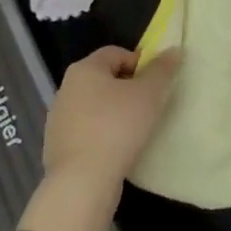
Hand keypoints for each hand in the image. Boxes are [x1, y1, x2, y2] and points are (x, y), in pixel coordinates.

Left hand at [41, 45, 182, 200]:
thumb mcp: (149, 94)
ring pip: (94, 107)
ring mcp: (58, 119)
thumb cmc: (118, 127)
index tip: (156, 84)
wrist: (82, 181)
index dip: (140, 63)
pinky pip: (87, 131)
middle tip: (149, 106)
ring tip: (136, 131)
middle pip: (104, 79)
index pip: (116, 53)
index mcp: (84, 69)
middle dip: (127, 89)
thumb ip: (162, 69)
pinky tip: (117, 150)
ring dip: (114, 113)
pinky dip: (102, 135)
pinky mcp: (57, 146)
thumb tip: (173, 50)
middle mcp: (66, 88)